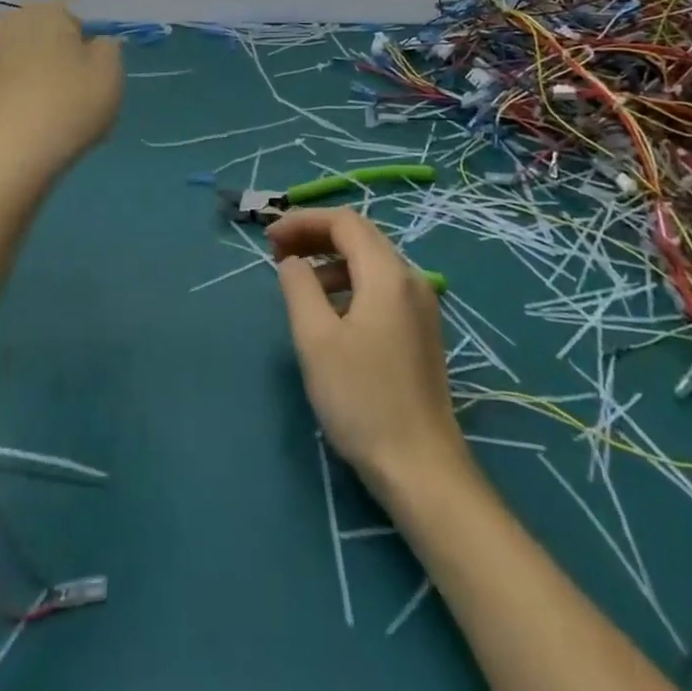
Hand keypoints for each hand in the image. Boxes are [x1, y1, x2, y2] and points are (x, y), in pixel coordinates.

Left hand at [0, 2, 122, 185]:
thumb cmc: (69, 109)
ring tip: (26, 106)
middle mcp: (3, 24)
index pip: (70, 20)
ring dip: (10, 71)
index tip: (86, 76)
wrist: (8, 159)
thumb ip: (108, 48)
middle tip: (60, 92)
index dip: (81, 47)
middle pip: (31, 35)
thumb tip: (95, 43)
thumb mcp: (111, 75)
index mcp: (44, 13)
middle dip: (43, 55)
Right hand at [270, 208, 469, 490]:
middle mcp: (410, 279)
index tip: (269, 238)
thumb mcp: (316, 340)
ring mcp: (421, 306)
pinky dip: (350, 283)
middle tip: (278, 251)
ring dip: (331, 261)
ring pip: (371, 262)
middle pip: (360, 236)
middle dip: (316, 236)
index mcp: (388, 274)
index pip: (344, 222)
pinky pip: (381, 286)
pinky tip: (330, 312)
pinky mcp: (421, 330)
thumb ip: (299, 287)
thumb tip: (293, 262)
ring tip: (298, 282)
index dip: (303, 221)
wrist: (422, 469)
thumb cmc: (362, 400)